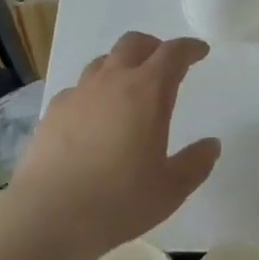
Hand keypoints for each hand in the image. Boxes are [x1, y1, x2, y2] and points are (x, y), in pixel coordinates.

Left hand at [12, 32, 220, 256]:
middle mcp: (113, 81)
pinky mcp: (53, 111)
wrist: (48, 216)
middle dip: (154, 46)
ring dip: (121, 65)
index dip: (189, 48)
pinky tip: (93, 116)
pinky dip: (93, 92)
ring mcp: (79, 93)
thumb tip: (211, 145)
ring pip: (103, 61)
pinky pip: (78, 88)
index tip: (200, 52)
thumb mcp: (170, 189)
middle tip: (164, 62)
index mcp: (148, 91)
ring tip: (129, 86)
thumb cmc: (118, 200)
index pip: (173, 53)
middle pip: (134, 43)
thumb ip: (195, 163)